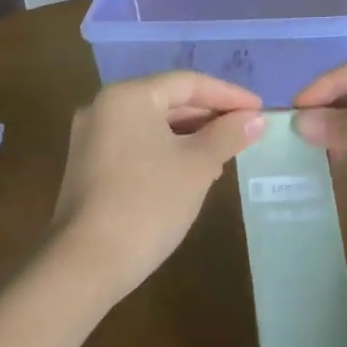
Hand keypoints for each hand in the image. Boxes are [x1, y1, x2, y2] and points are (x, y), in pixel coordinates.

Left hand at [49, 72, 266, 301]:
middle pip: (167, 100)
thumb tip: (255, 119)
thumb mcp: (197, 166)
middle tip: (246, 131)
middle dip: (209, 115)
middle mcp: (104, 107)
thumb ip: (228, 135)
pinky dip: (166, 151)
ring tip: (225, 154)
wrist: (86, 263)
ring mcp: (92, 137)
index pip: (188, 83)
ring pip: (152, 125)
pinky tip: (191, 172)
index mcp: (128, 96)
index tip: (260, 109)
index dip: (228, 94)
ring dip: (190, 135)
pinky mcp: (89, 166)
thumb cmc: (148, 203)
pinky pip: (136, 144)